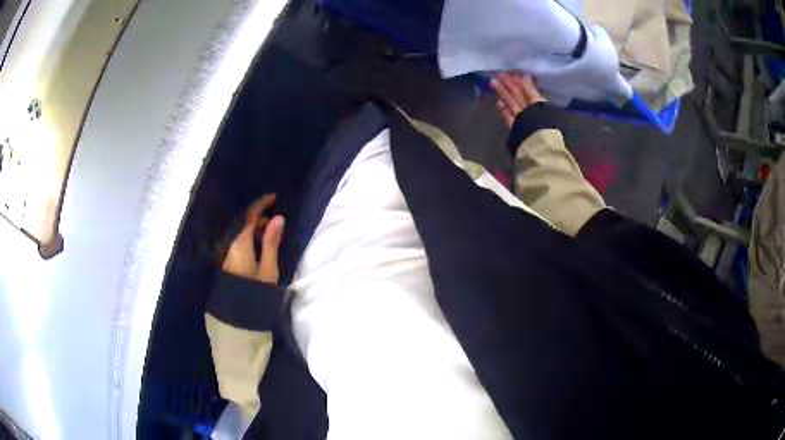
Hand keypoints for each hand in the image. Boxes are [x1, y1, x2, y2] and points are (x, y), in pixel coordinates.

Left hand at [222, 194, 284, 283]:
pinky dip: (248, 238)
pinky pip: (237, 240)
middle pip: (243, 223)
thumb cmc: (254, 292)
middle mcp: (230, 244)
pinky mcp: (227, 260)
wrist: (236, 316)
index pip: (249, 216)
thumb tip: (279, 218)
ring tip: (268, 235)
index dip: (261, 204)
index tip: (273, 197)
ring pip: (239, 232)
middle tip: (275, 222)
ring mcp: (226, 253)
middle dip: (258, 218)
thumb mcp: (268, 269)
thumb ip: (272, 242)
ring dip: (253, 229)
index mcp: (240, 243)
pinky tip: (257, 245)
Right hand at [490, 72, 545, 126]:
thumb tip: (525, 75)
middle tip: (499, 74)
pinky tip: (498, 102)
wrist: (536, 142)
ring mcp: (522, 120)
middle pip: (518, 97)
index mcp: (539, 105)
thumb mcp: (538, 102)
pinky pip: (509, 117)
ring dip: (503, 94)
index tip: (511, 73)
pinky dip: (504, 110)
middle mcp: (531, 112)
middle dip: (509, 86)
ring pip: (512, 104)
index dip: (520, 83)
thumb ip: (531, 90)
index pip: (528, 92)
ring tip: (493, 83)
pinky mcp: (515, 129)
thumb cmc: (541, 121)